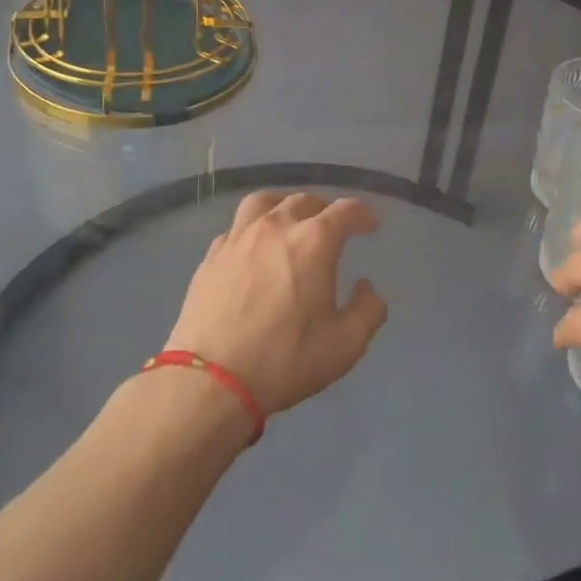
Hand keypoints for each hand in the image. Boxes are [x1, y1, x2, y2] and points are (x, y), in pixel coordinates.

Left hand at [168, 191, 388, 415]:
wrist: (211, 381)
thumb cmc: (285, 360)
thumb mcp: (345, 345)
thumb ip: (368, 310)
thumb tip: (366, 287)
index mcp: (314, 241)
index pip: (346, 210)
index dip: (362, 214)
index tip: (369, 226)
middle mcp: (276, 226)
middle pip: (304, 200)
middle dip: (325, 209)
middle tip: (332, 228)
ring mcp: (239, 238)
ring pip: (264, 202)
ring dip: (284, 205)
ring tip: (289, 220)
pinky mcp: (212, 255)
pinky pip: (236, 227)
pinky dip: (252, 229)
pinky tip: (254, 248)